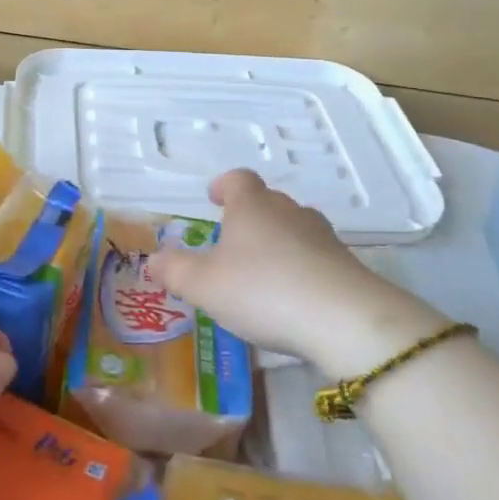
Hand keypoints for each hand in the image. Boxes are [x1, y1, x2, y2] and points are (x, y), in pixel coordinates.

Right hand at [151, 170, 445, 377]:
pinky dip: (301, 269)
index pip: (238, 180)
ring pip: (293, 229)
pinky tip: (292, 298)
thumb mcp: (204, 285)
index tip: (214, 197)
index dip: (224, 186)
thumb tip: (153, 259)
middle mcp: (288, 210)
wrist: (344, 319)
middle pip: (267, 202)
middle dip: (249, 218)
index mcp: (252, 205)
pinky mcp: (345, 265)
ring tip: (261, 272)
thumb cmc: (262, 290)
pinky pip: (315, 257)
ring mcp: (322, 236)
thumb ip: (175, 270)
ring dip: (277, 243)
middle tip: (231, 243)